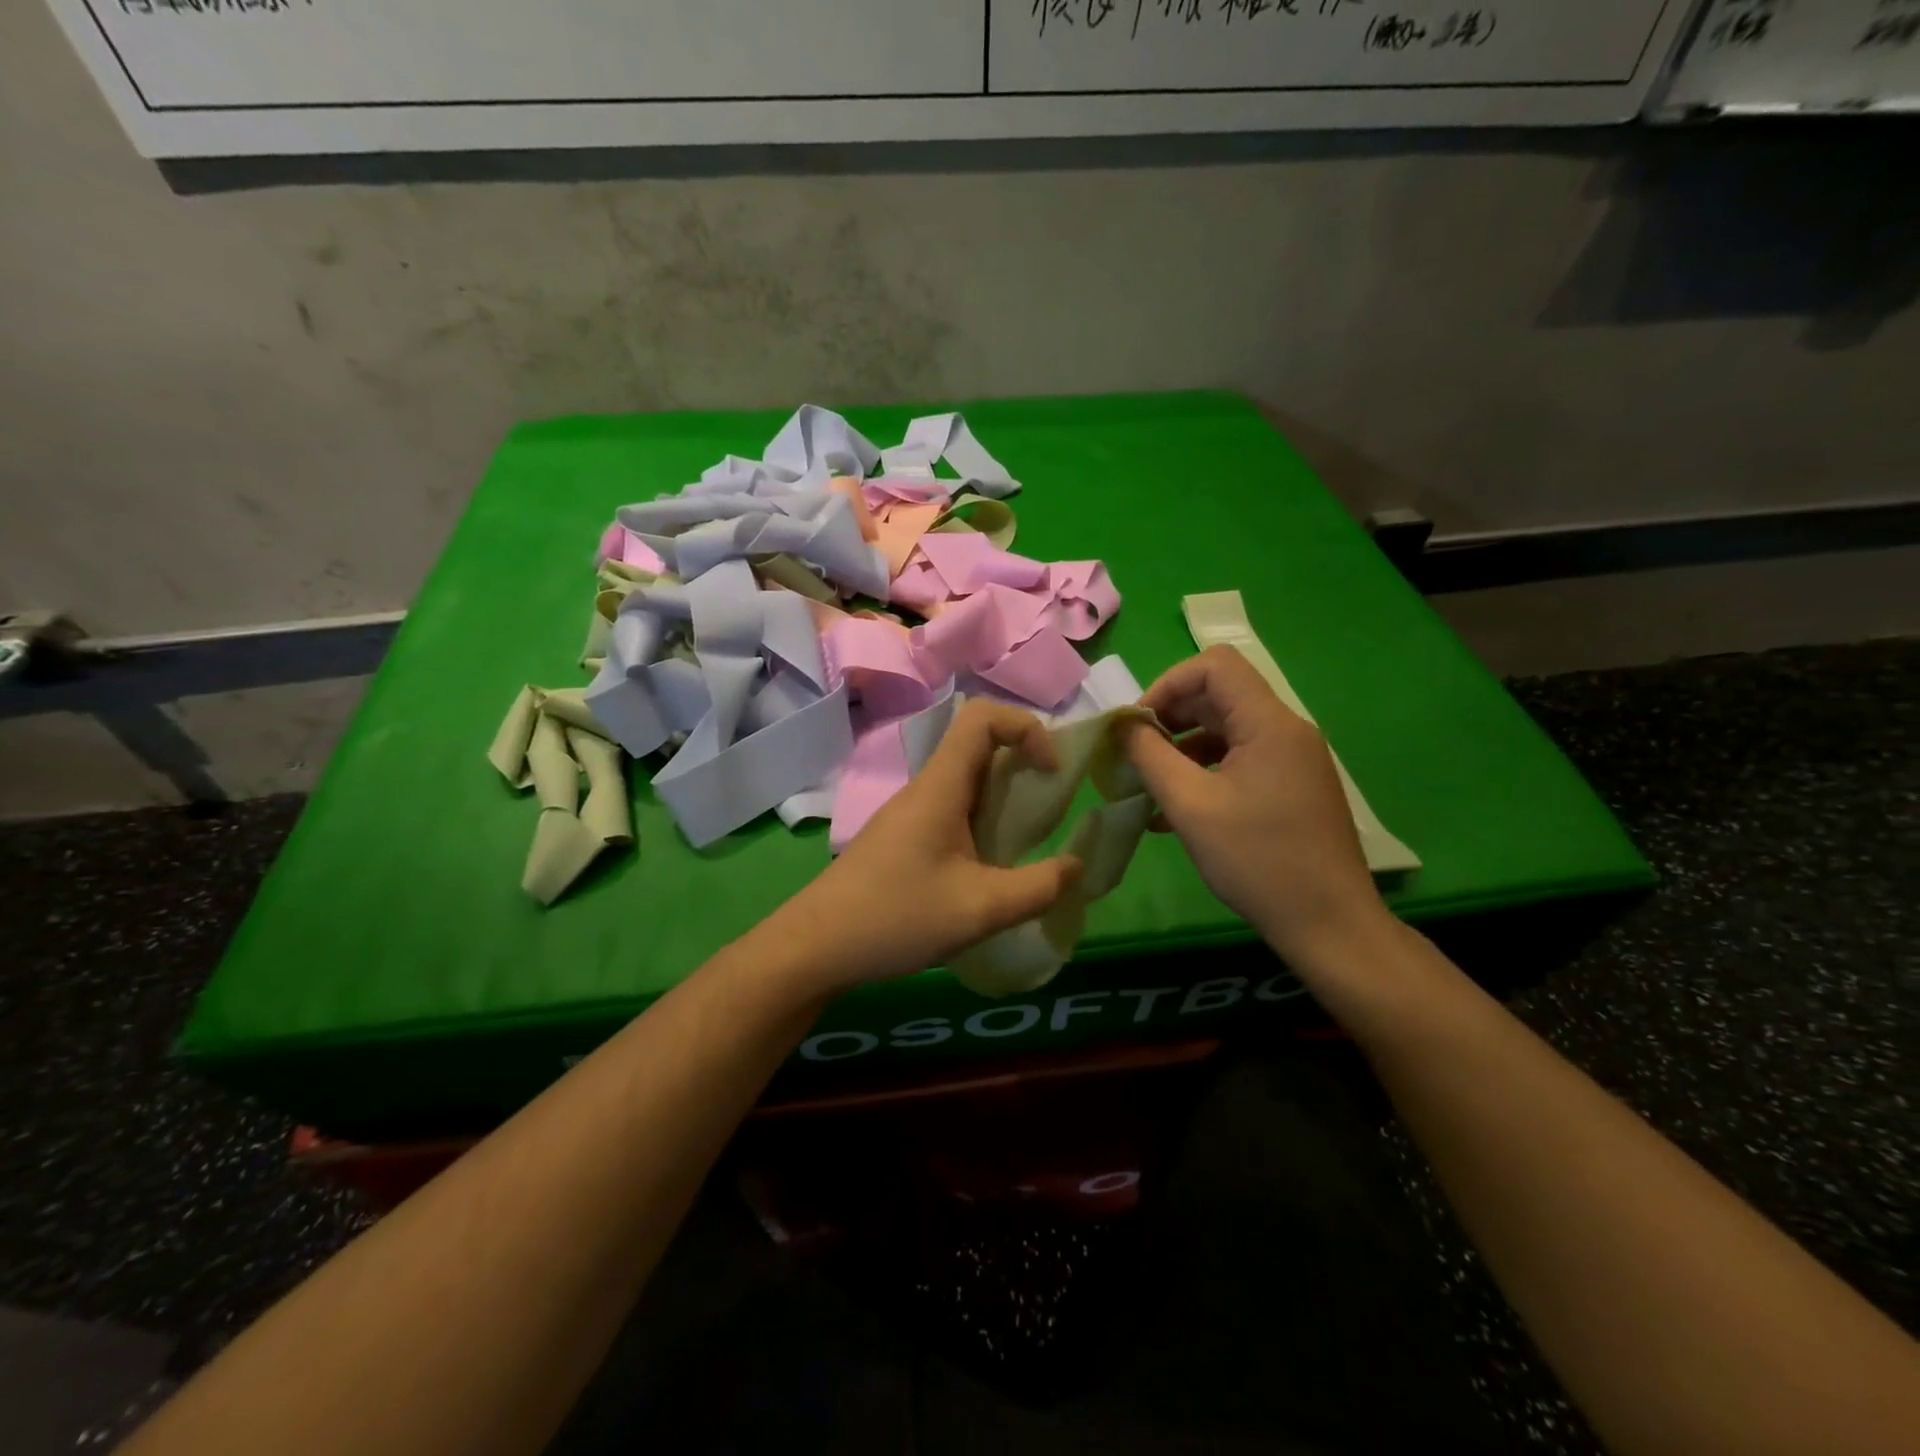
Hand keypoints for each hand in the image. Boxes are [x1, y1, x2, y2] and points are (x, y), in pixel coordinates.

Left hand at [778, 700, 1082, 990]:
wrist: (815, 947)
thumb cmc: (895, 917)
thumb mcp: (979, 909)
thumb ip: (1037, 888)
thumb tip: (1075, 867)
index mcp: (940, 787)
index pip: (981, 717)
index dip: (1026, 727)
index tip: (1050, 772)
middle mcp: (924, 789)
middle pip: (977, 746)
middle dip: (1023, 763)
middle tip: (1051, 805)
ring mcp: (909, 813)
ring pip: (965, 782)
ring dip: (1003, 797)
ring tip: (1028, 841)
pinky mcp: (902, 838)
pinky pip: (951, 811)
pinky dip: (982, 822)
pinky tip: (989, 868)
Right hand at [1119, 645, 1387, 970]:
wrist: (1329, 924)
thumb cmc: (1257, 860)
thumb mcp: (1190, 805)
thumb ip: (1150, 756)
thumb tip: (1122, 725)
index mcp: (1269, 723)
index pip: (1214, 665)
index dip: (1167, 683)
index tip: (1138, 725)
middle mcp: (1286, 730)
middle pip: (1219, 696)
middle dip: (1170, 718)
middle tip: (1136, 755)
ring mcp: (1292, 760)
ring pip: (1226, 730)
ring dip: (1183, 749)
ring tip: (1150, 786)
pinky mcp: (1292, 786)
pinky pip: (1240, 761)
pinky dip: (1204, 772)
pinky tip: (1175, 811)